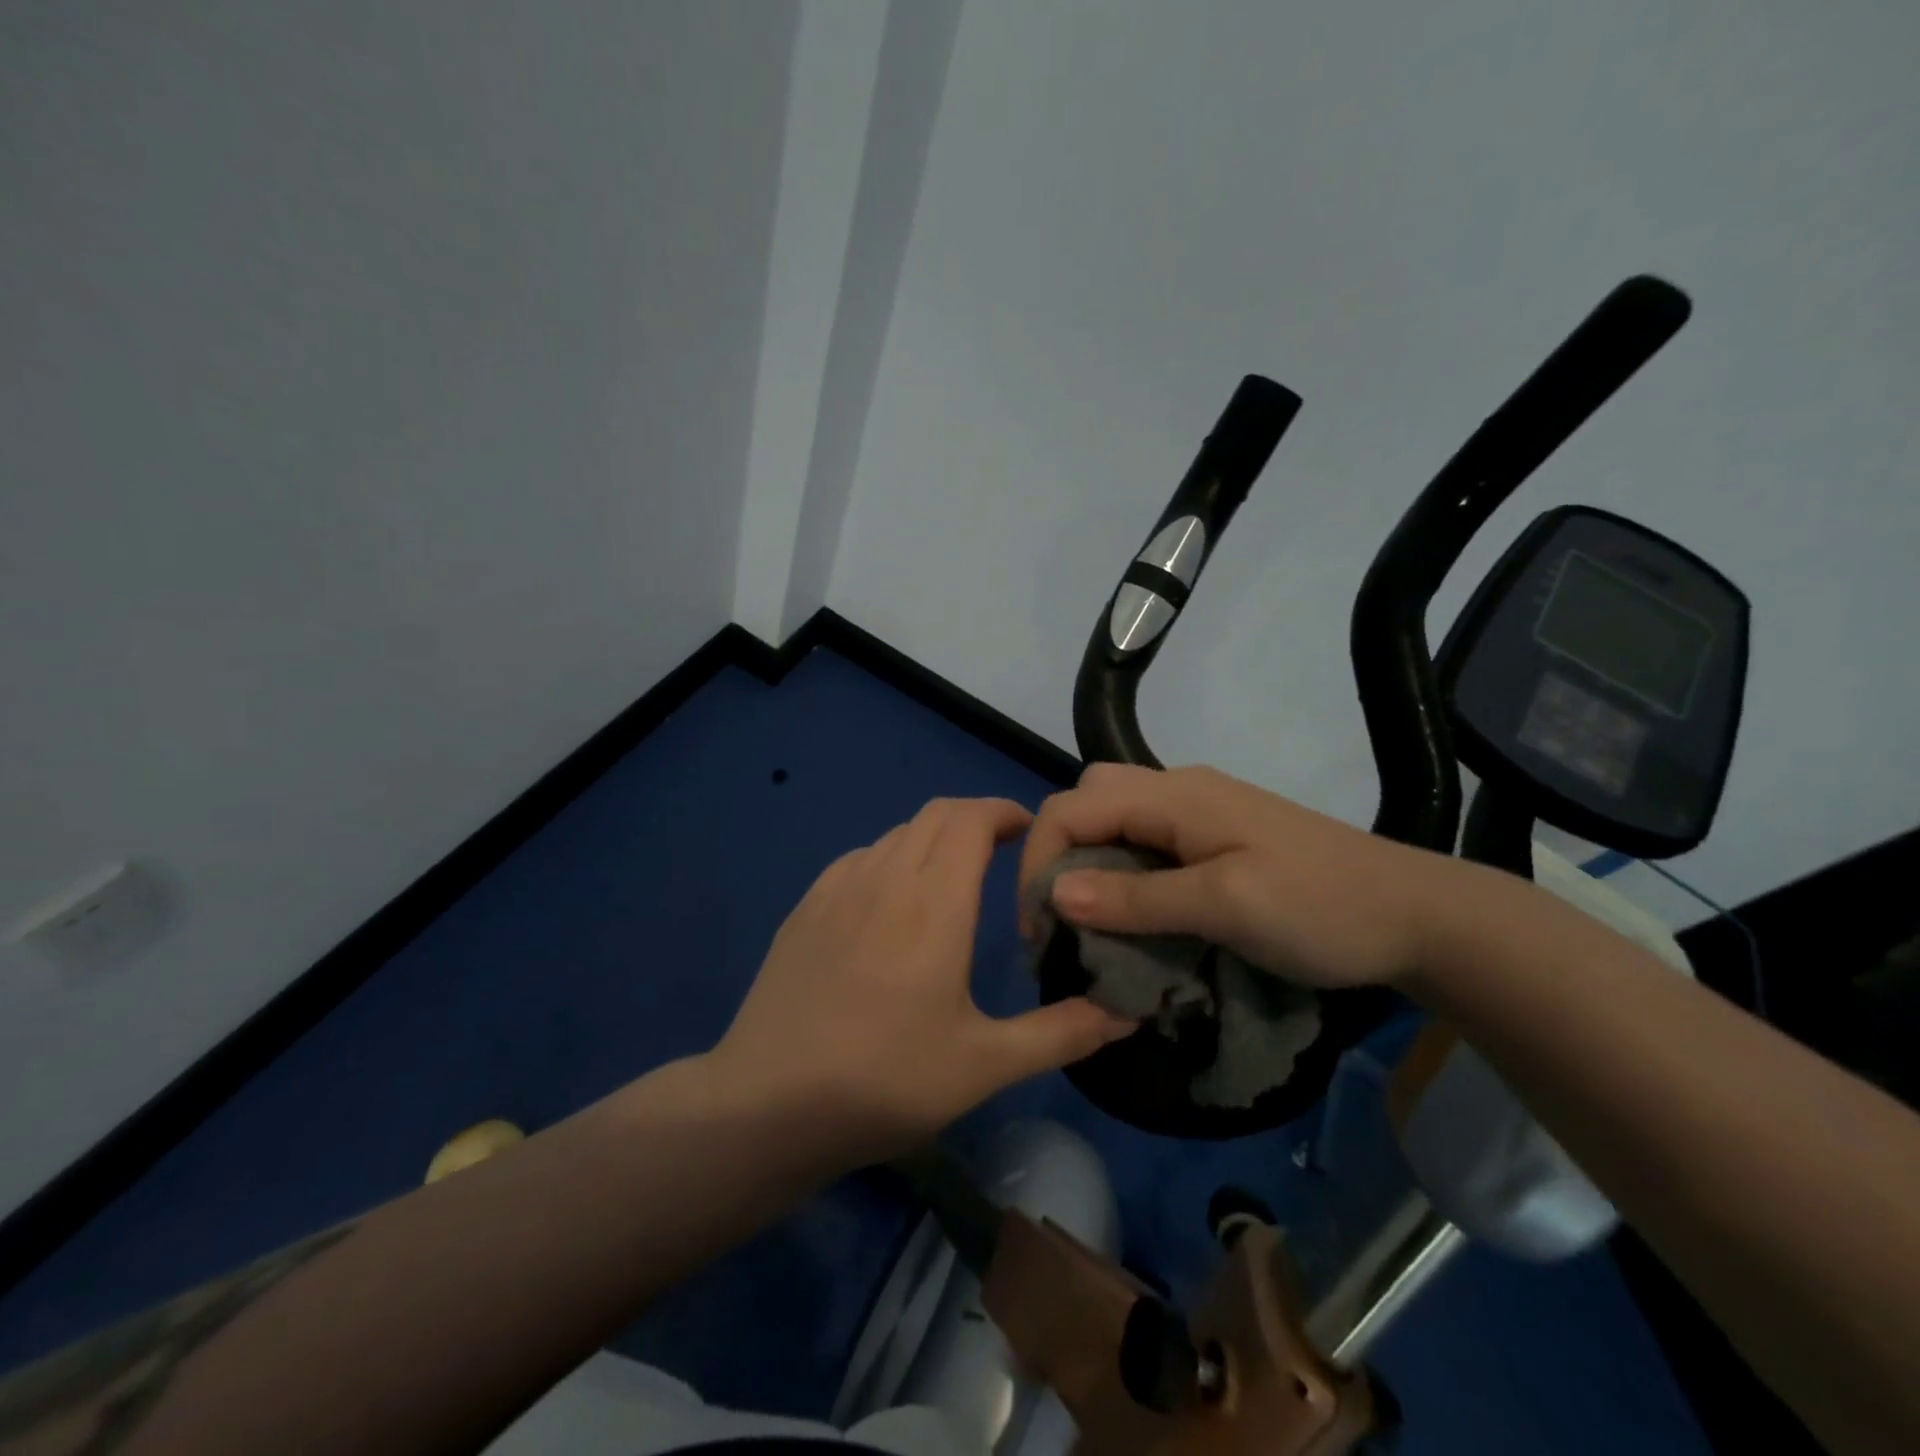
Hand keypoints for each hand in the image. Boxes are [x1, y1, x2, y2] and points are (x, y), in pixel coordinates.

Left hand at [712, 797, 1134, 1161]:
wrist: (767, 1103)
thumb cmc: (885, 1080)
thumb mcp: (985, 1065)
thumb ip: (1061, 1033)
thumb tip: (1127, 1014)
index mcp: (934, 901)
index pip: (972, 818)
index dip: (1005, 811)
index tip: (1030, 833)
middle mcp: (885, 876)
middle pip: (936, 813)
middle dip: (976, 819)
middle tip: (1003, 853)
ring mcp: (838, 887)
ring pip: (898, 833)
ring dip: (934, 839)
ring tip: (953, 879)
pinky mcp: (806, 906)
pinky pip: (861, 857)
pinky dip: (893, 858)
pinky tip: (893, 904)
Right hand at [1018, 763, 1455, 990]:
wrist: (1419, 915)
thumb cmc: (1322, 909)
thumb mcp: (1226, 906)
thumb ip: (1138, 897)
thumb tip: (1055, 895)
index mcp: (1173, 795)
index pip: (1070, 808)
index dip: (1038, 863)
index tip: (1039, 932)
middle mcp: (1177, 788)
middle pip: (1086, 800)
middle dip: (1057, 854)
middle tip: (1061, 919)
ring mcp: (1200, 809)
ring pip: (1113, 816)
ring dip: (1089, 862)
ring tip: (1091, 919)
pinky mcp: (1217, 835)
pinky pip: (1145, 838)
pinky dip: (1121, 869)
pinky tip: (1136, 909)